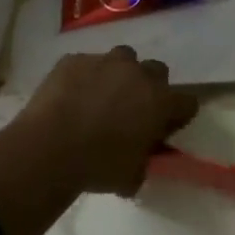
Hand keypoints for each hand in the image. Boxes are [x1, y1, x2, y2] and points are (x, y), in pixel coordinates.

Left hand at [8, 45, 198, 195]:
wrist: (48, 149)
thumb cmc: (97, 167)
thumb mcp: (131, 176)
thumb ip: (144, 161)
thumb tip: (142, 160)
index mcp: (160, 101)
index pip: (187, 102)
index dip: (177, 115)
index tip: (166, 127)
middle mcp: (138, 73)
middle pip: (157, 70)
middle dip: (150, 86)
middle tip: (133, 108)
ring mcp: (105, 61)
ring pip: (123, 58)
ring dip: (119, 74)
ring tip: (101, 96)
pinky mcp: (74, 59)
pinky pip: (86, 64)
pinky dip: (84, 76)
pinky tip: (71, 96)